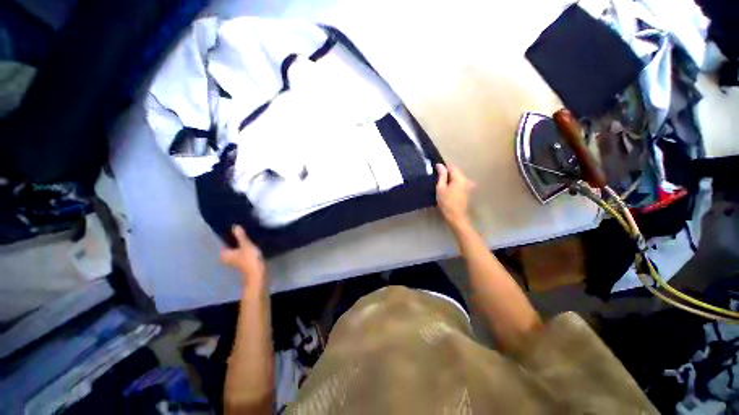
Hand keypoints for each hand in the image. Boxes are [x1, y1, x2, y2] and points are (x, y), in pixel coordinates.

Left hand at [221, 225, 266, 289]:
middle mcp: (228, 258)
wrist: (258, 273)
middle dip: (234, 241)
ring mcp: (236, 261)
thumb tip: (234, 226)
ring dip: (240, 246)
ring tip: (246, 237)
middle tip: (241, 232)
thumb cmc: (249, 259)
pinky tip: (251, 245)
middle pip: (230, 247)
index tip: (232, 230)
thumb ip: (241, 236)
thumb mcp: (246, 245)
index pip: (223, 244)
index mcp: (225, 254)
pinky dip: (245, 250)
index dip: (227, 237)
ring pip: (237, 251)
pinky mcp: (244, 263)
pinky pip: (242, 254)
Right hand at [436, 163, 475, 231]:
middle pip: (455, 172)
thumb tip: (440, 165)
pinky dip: (453, 184)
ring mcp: (468, 185)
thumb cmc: (447, 202)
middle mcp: (466, 179)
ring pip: (457, 178)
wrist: (456, 217)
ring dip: (450, 179)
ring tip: (441, 184)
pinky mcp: (468, 191)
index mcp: (460, 178)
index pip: (452, 166)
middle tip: (437, 179)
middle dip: (447, 173)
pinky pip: (459, 183)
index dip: (443, 167)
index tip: (435, 171)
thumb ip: (441, 175)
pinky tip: (447, 189)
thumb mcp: (441, 188)